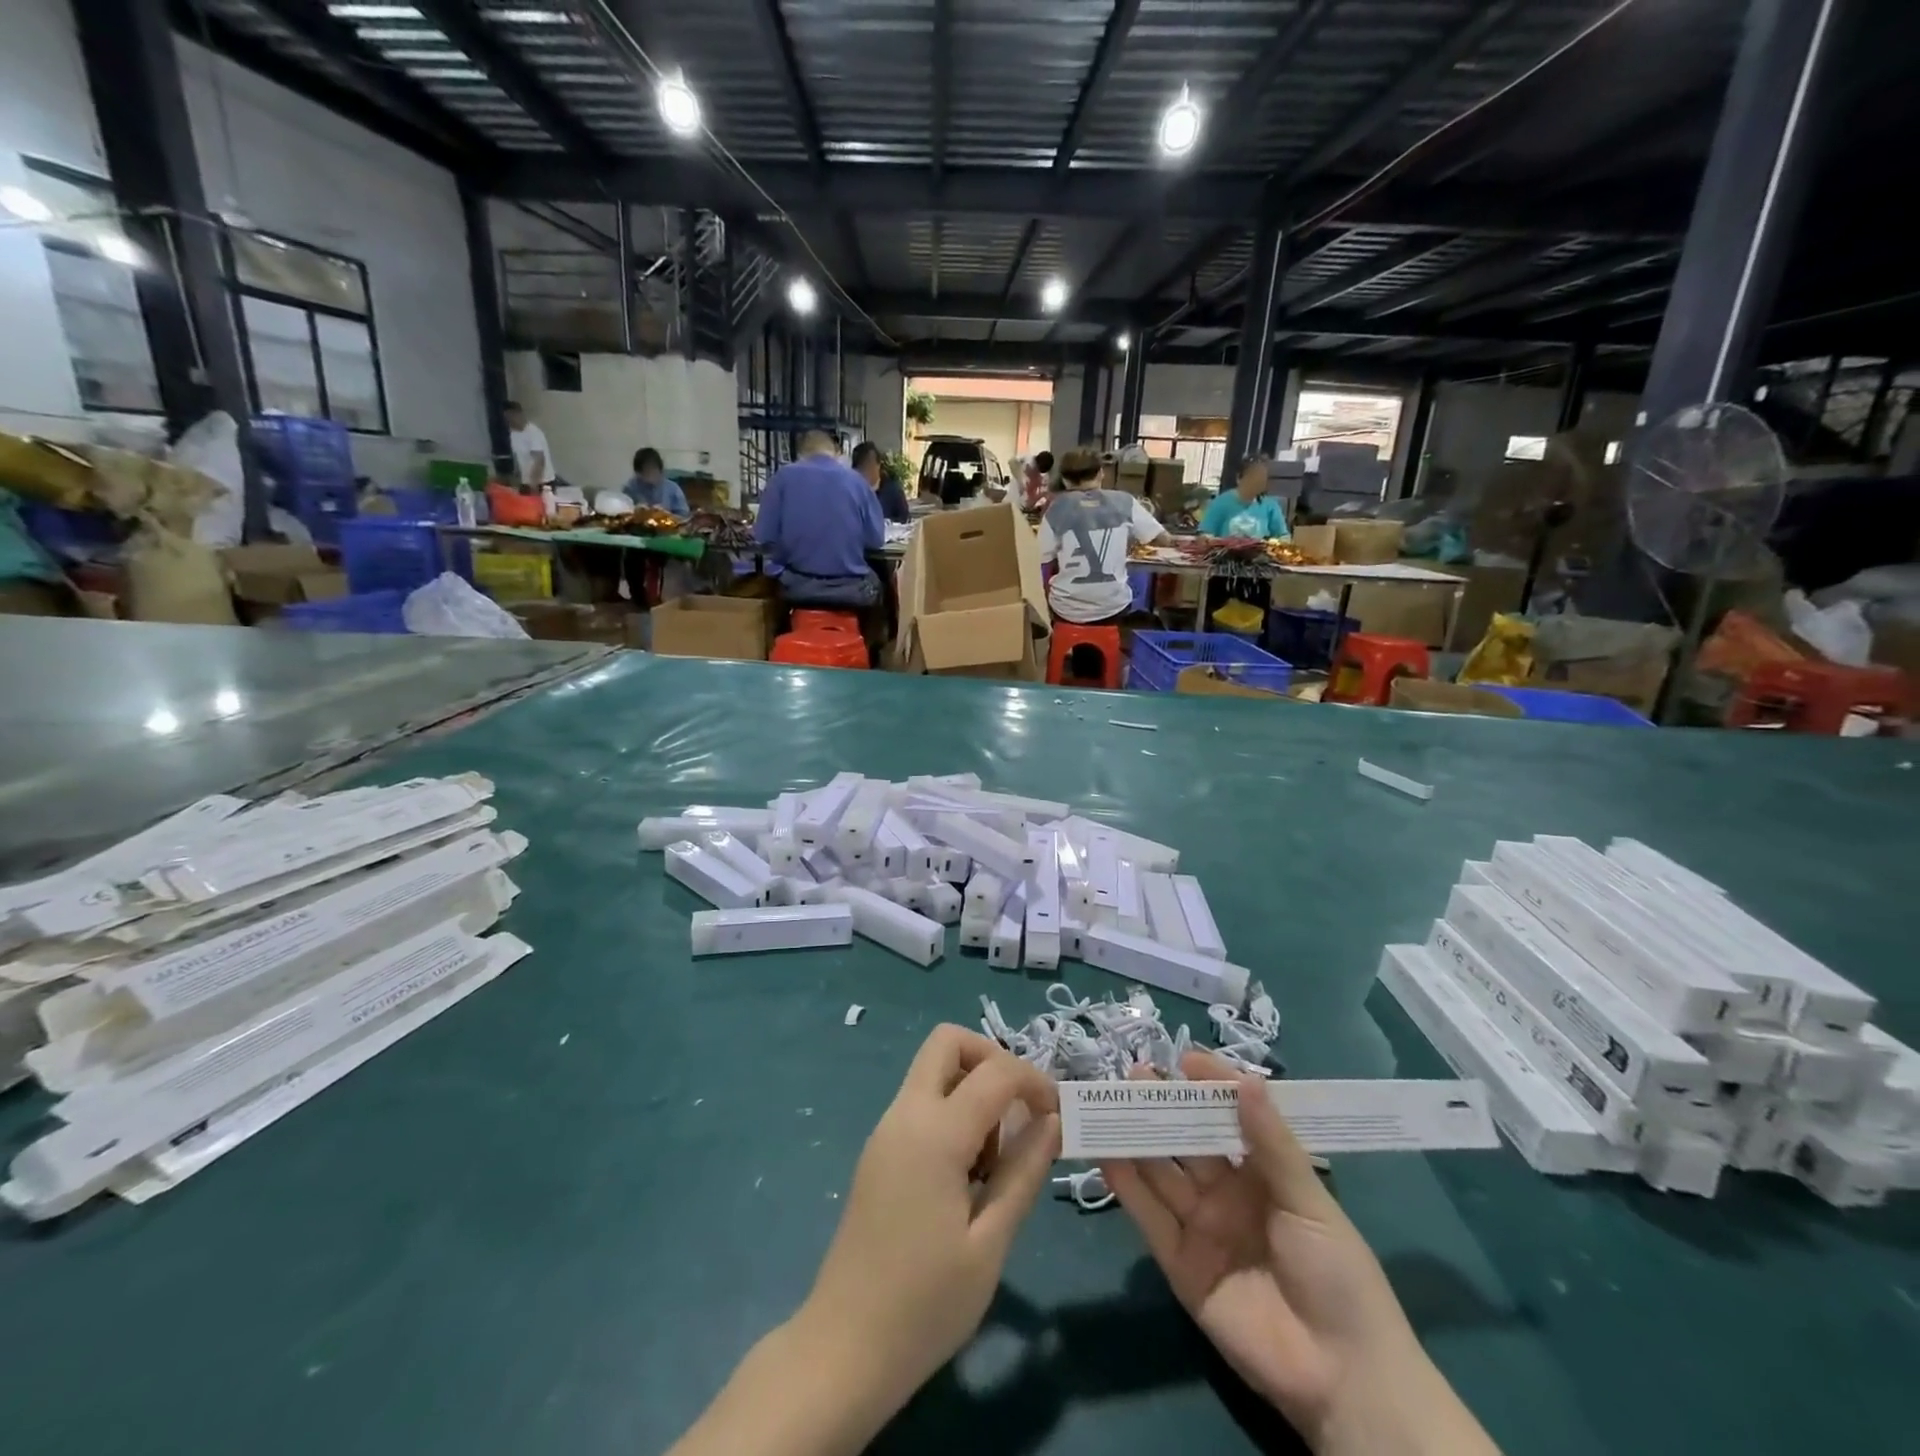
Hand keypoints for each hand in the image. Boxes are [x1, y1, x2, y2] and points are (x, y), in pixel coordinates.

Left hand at [800, 1025, 1061, 1424]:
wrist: (844, 1348)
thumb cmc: (925, 1304)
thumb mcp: (991, 1242)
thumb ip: (1024, 1171)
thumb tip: (1052, 1119)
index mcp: (934, 1132)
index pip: (995, 1071)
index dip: (1035, 1081)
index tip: (1058, 1117)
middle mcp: (905, 1114)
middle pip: (948, 1042)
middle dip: (993, 1060)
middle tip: (1020, 1111)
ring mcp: (886, 1130)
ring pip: (933, 1070)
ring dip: (972, 1087)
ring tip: (995, 1160)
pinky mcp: (879, 1151)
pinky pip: (922, 1102)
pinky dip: (952, 1111)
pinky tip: (968, 1174)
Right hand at [1103, 1052, 1498, 1455]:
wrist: (1343, 1377)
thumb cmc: (1339, 1275)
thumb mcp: (1309, 1202)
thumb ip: (1271, 1143)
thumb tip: (1246, 1078)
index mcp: (1264, 1173)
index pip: (1230, 1117)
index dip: (1209, 1087)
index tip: (1185, 1059)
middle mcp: (1228, 1193)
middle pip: (1189, 1140)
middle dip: (1164, 1105)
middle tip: (1136, 1073)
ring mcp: (1202, 1226)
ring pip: (1162, 1172)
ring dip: (1137, 1137)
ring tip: (1111, 1101)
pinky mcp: (1180, 1263)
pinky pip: (1149, 1217)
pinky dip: (1127, 1186)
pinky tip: (1108, 1155)